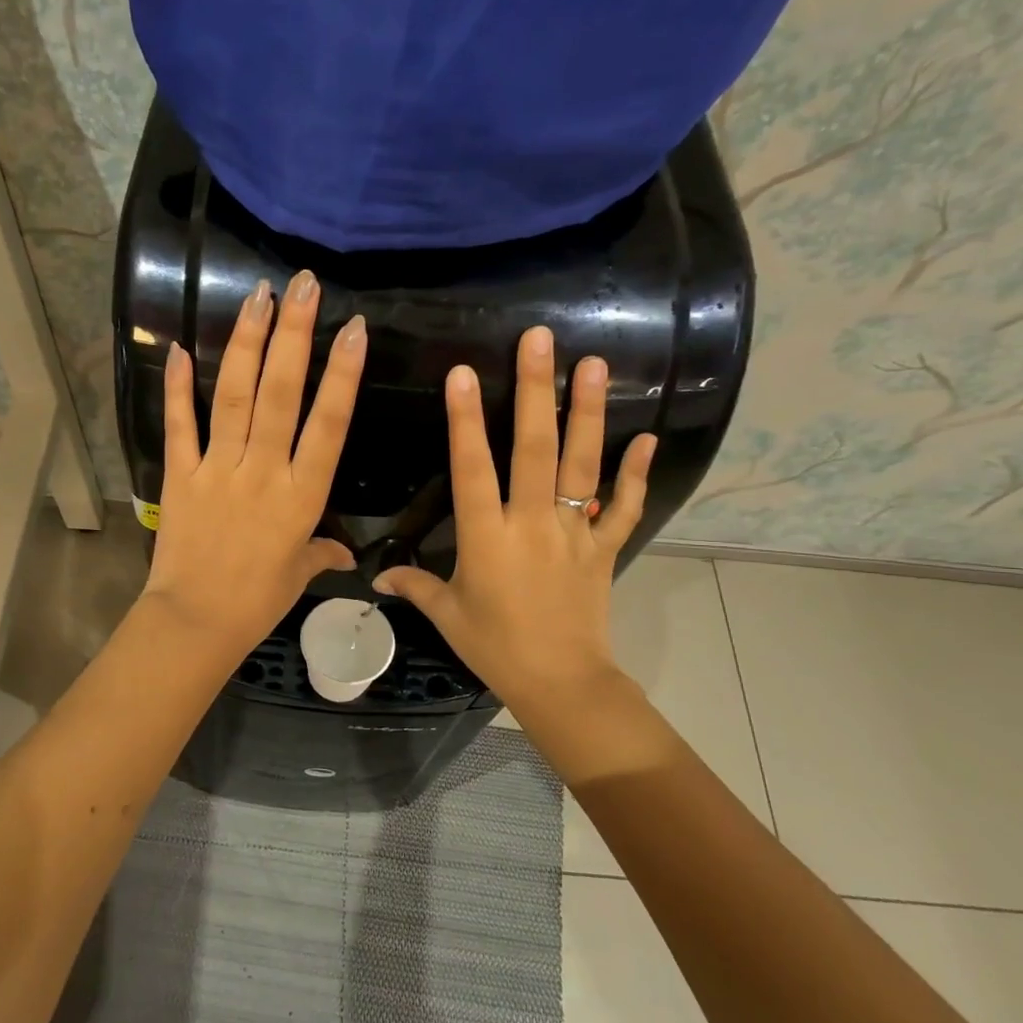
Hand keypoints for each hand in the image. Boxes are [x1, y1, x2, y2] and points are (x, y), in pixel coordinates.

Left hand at [139, 269, 366, 659]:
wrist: (196, 622)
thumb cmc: (257, 601)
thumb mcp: (298, 574)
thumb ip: (322, 553)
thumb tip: (347, 555)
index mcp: (302, 496)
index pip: (329, 425)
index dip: (343, 375)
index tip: (354, 330)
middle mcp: (263, 472)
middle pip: (282, 394)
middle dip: (294, 335)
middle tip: (303, 285)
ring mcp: (218, 469)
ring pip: (236, 397)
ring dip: (247, 344)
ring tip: (258, 296)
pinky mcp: (180, 476)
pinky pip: (180, 425)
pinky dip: (179, 388)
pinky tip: (182, 347)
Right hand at [375, 325, 655, 745]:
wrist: (561, 681)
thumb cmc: (495, 647)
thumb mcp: (448, 615)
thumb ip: (414, 586)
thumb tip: (376, 577)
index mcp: (487, 537)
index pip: (472, 469)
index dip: (465, 420)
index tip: (464, 373)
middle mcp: (531, 523)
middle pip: (533, 449)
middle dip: (534, 391)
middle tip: (540, 340)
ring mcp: (573, 531)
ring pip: (581, 464)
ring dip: (586, 413)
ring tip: (593, 364)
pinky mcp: (603, 547)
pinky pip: (622, 506)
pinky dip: (635, 474)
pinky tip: (646, 437)